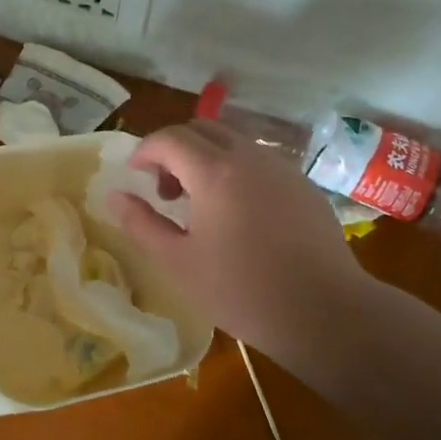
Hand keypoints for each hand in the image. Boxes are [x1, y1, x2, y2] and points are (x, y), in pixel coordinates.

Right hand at [110, 121, 365, 361]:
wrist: (324, 311)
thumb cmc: (242, 290)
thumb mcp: (178, 263)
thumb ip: (141, 224)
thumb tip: (115, 196)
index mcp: (214, 171)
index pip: (169, 138)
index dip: (145, 150)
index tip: (134, 174)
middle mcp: (249, 156)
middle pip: (202, 129)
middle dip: (175, 150)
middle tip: (166, 191)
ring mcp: (281, 168)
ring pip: (233, 141)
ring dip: (207, 158)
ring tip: (202, 203)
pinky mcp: (303, 184)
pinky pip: (260, 161)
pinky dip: (237, 171)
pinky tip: (241, 213)